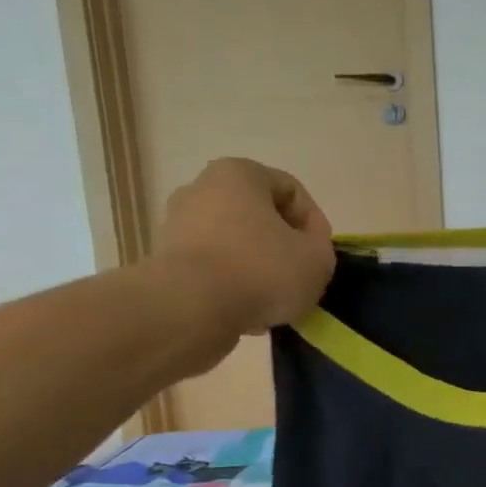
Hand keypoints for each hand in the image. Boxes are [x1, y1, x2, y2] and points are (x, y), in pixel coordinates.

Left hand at [146, 159, 335, 344]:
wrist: (189, 310)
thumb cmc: (260, 270)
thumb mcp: (317, 258)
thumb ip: (321, 246)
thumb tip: (305, 248)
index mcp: (239, 174)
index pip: (291, 191)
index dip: (314, 223)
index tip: (321, 254)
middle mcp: (201, 189)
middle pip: (259, 217)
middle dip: (283, 246)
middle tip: (300, 275)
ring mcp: (177, 225)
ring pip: (236, 245)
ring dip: (259, 269)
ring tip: (275, 301)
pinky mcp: (165, 261)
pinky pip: (212, 269)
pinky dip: (232, 286)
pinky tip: (248, 312)